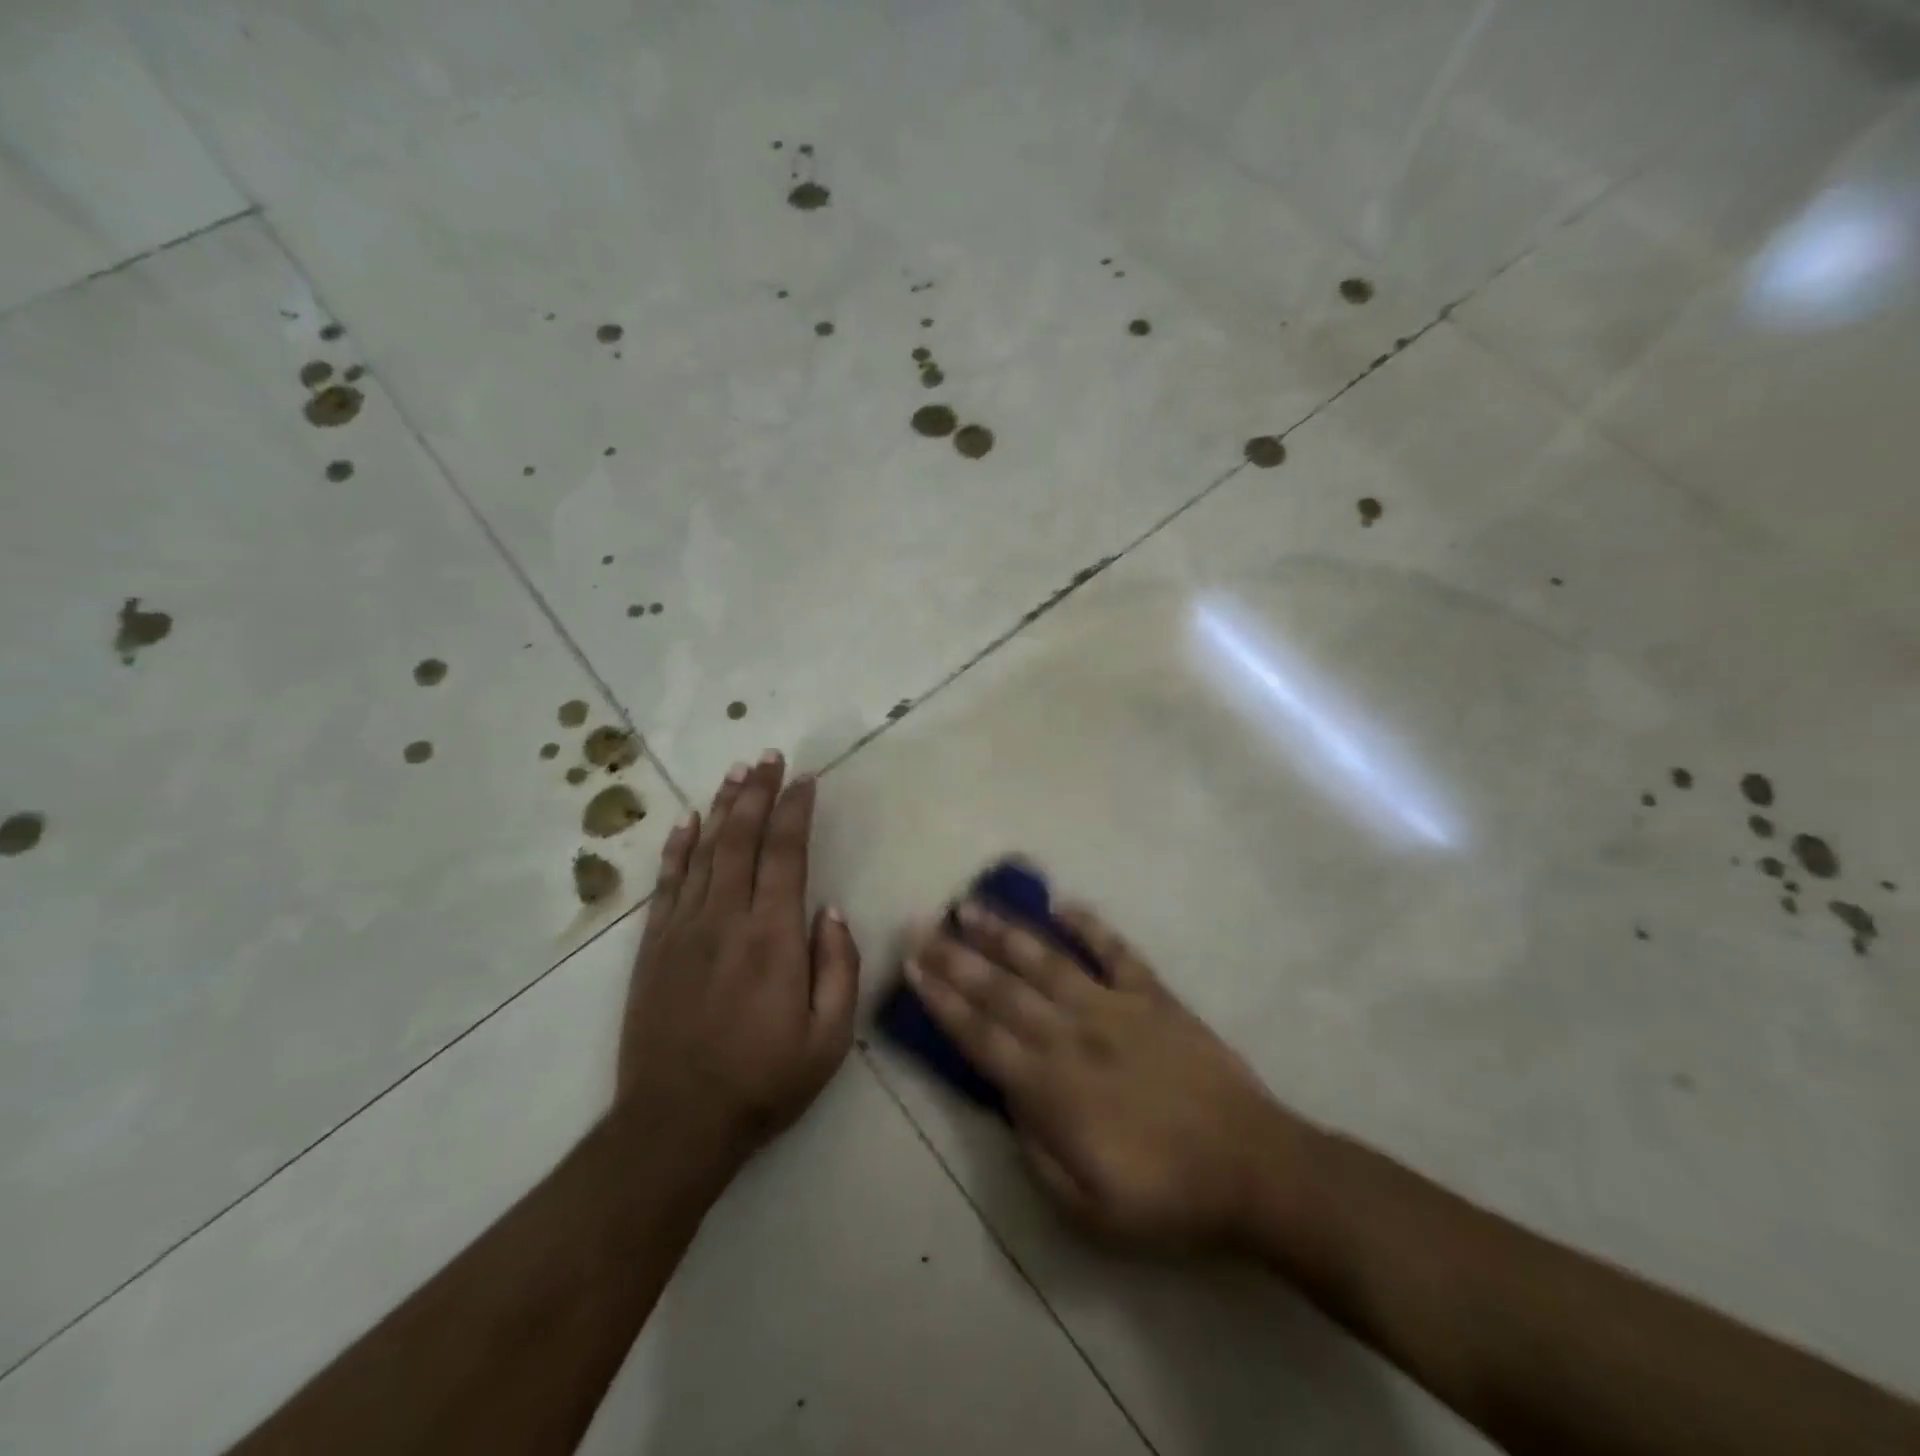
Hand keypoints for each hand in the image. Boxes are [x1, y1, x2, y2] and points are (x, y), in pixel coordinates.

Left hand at [618, 753, 859, 1165]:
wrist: (676, 1124)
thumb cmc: (764, 1081)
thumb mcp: (829, 1037)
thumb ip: (839, 967)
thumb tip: (830, 911)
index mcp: (773, 937)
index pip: (786, 854)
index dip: (795, 811)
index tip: (804, 779)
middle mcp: (726, 919)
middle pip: (742, 838)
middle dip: (757, 792)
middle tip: (769, 757)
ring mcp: (684, 930)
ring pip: (704, 851)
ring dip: (722, 807)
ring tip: (736, 773)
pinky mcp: (654, 947)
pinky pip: (667, 884)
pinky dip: (677, 848)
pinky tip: (686, 823)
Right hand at [907, 895, 1309, 1248]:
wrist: (1253, 1169)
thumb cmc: (1165, 1198)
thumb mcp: (1085, 1206)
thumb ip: (1035, 1147)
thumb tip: (1008, 1096)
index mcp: (1050, 1087)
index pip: (979, 1035)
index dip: (942, 1000)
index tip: (912, 967)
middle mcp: (1072, 1034)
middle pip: (1000, 989)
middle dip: (955, 956)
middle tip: (921, 925)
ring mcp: (1114, 1007)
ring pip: (1046, 960)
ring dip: (1004, 932)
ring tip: (970, 905)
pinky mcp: (1153, 996)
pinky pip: (1116, 951)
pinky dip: (1089, 925)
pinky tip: (1063, 905)